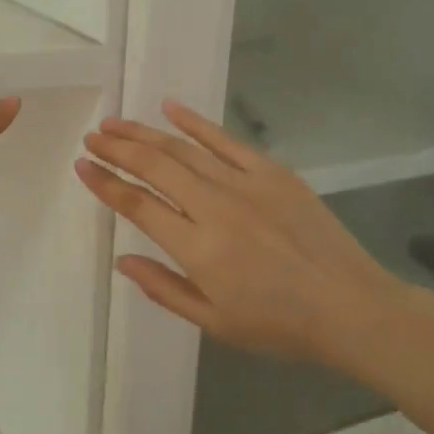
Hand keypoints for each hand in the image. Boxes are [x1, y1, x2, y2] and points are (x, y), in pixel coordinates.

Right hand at [75, 101, 433, 378]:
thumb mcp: (214, 321)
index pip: (138, 205)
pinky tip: (170, 108)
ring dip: (145, 133)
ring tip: (116, 123)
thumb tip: (122, 260)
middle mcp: (214, 207)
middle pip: (154, 167)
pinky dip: (196, 123)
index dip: (106, 183)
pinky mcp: (272, 172)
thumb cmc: (279, 324)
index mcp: (198, 248)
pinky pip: (225, 140)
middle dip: (117, 149)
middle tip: (92, 138)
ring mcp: (245, 184)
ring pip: (183, 149)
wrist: (350, 307)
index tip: (83, 166)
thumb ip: (163, 288)